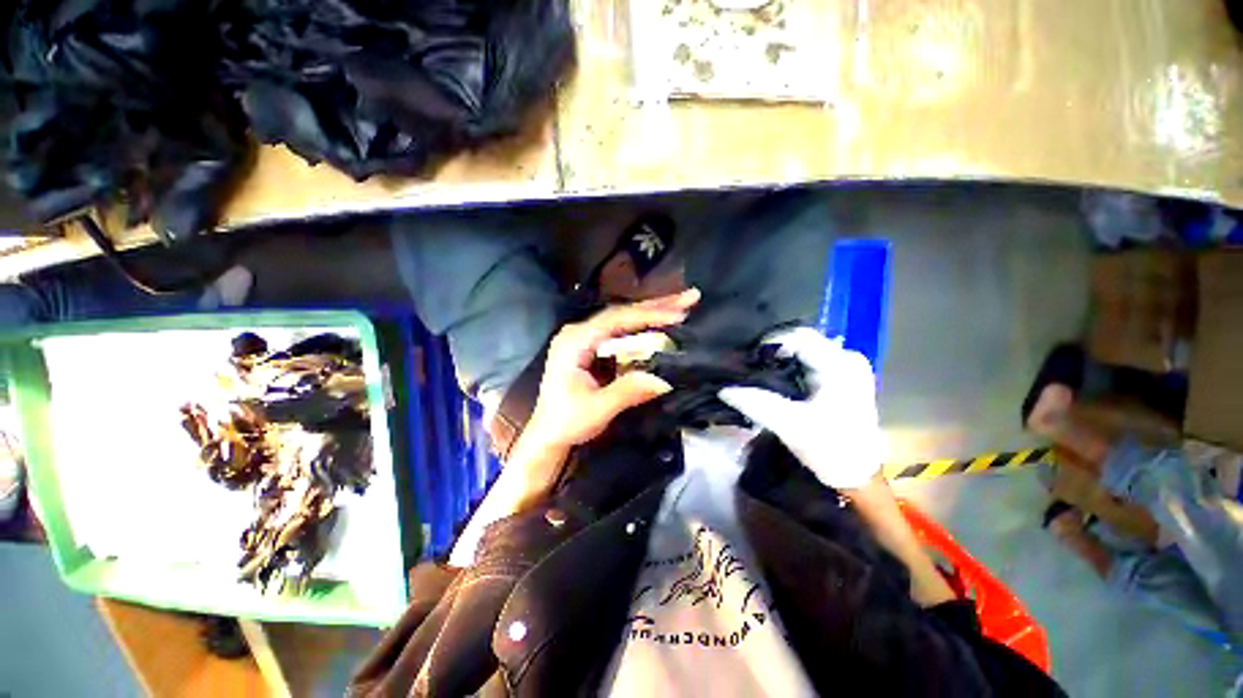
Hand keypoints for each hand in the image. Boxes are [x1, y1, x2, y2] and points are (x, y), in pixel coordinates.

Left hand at [524, 289, 700, 450]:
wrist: (549, 433)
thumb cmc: (566, 422)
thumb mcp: (597, 409)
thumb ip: (627, 392)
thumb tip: (664, 380)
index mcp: (575, 341)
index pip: (616, 319)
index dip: (648, 315)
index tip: (677, 314)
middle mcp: (580, 332)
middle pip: (622, 313)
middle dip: (657, 305)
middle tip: (689, 297)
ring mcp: (587, 338)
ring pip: (624, 320)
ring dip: (653, 313)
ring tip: (682, 306)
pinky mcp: (594, 348)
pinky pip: (622, 332)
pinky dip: (644, 328)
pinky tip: (663, 324)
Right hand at [718, 327, 882, 489]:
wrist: (859, 474)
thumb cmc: (831, 448)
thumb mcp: (791, 426)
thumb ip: (757, 404)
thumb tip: (725, 390)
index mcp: (840, 365)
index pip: (799, 337)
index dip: (770, 342)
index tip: (748, 358)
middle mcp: (847, 358)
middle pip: (802, 340)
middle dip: (774, 350)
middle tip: (750, 365)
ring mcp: (848, 367)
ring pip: (806, 349)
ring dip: (781, 358)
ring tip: (759, 372)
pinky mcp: (844, 377)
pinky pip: (812, 359)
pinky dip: (791, 365)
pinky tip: (776, 379)